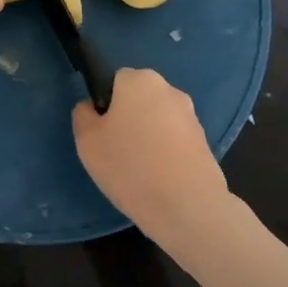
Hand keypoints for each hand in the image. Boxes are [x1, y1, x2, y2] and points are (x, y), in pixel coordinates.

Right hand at [73, 69, 233, 235]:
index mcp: (139, 80)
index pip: (115, 80)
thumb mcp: (87, 141)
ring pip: (158, 120)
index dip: (106, 105)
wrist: (187, 206)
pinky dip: (166, 153)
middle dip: (129, 118)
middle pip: (139, 99)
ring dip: (148, 136)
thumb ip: (84, 115)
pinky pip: (174, 140)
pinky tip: (160, 179)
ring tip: (139, 171)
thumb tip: (92, 108)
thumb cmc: (129, 166)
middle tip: (117, 152)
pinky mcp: (204, 141)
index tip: (102, 133)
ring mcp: (191, 115)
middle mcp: (169, 89)